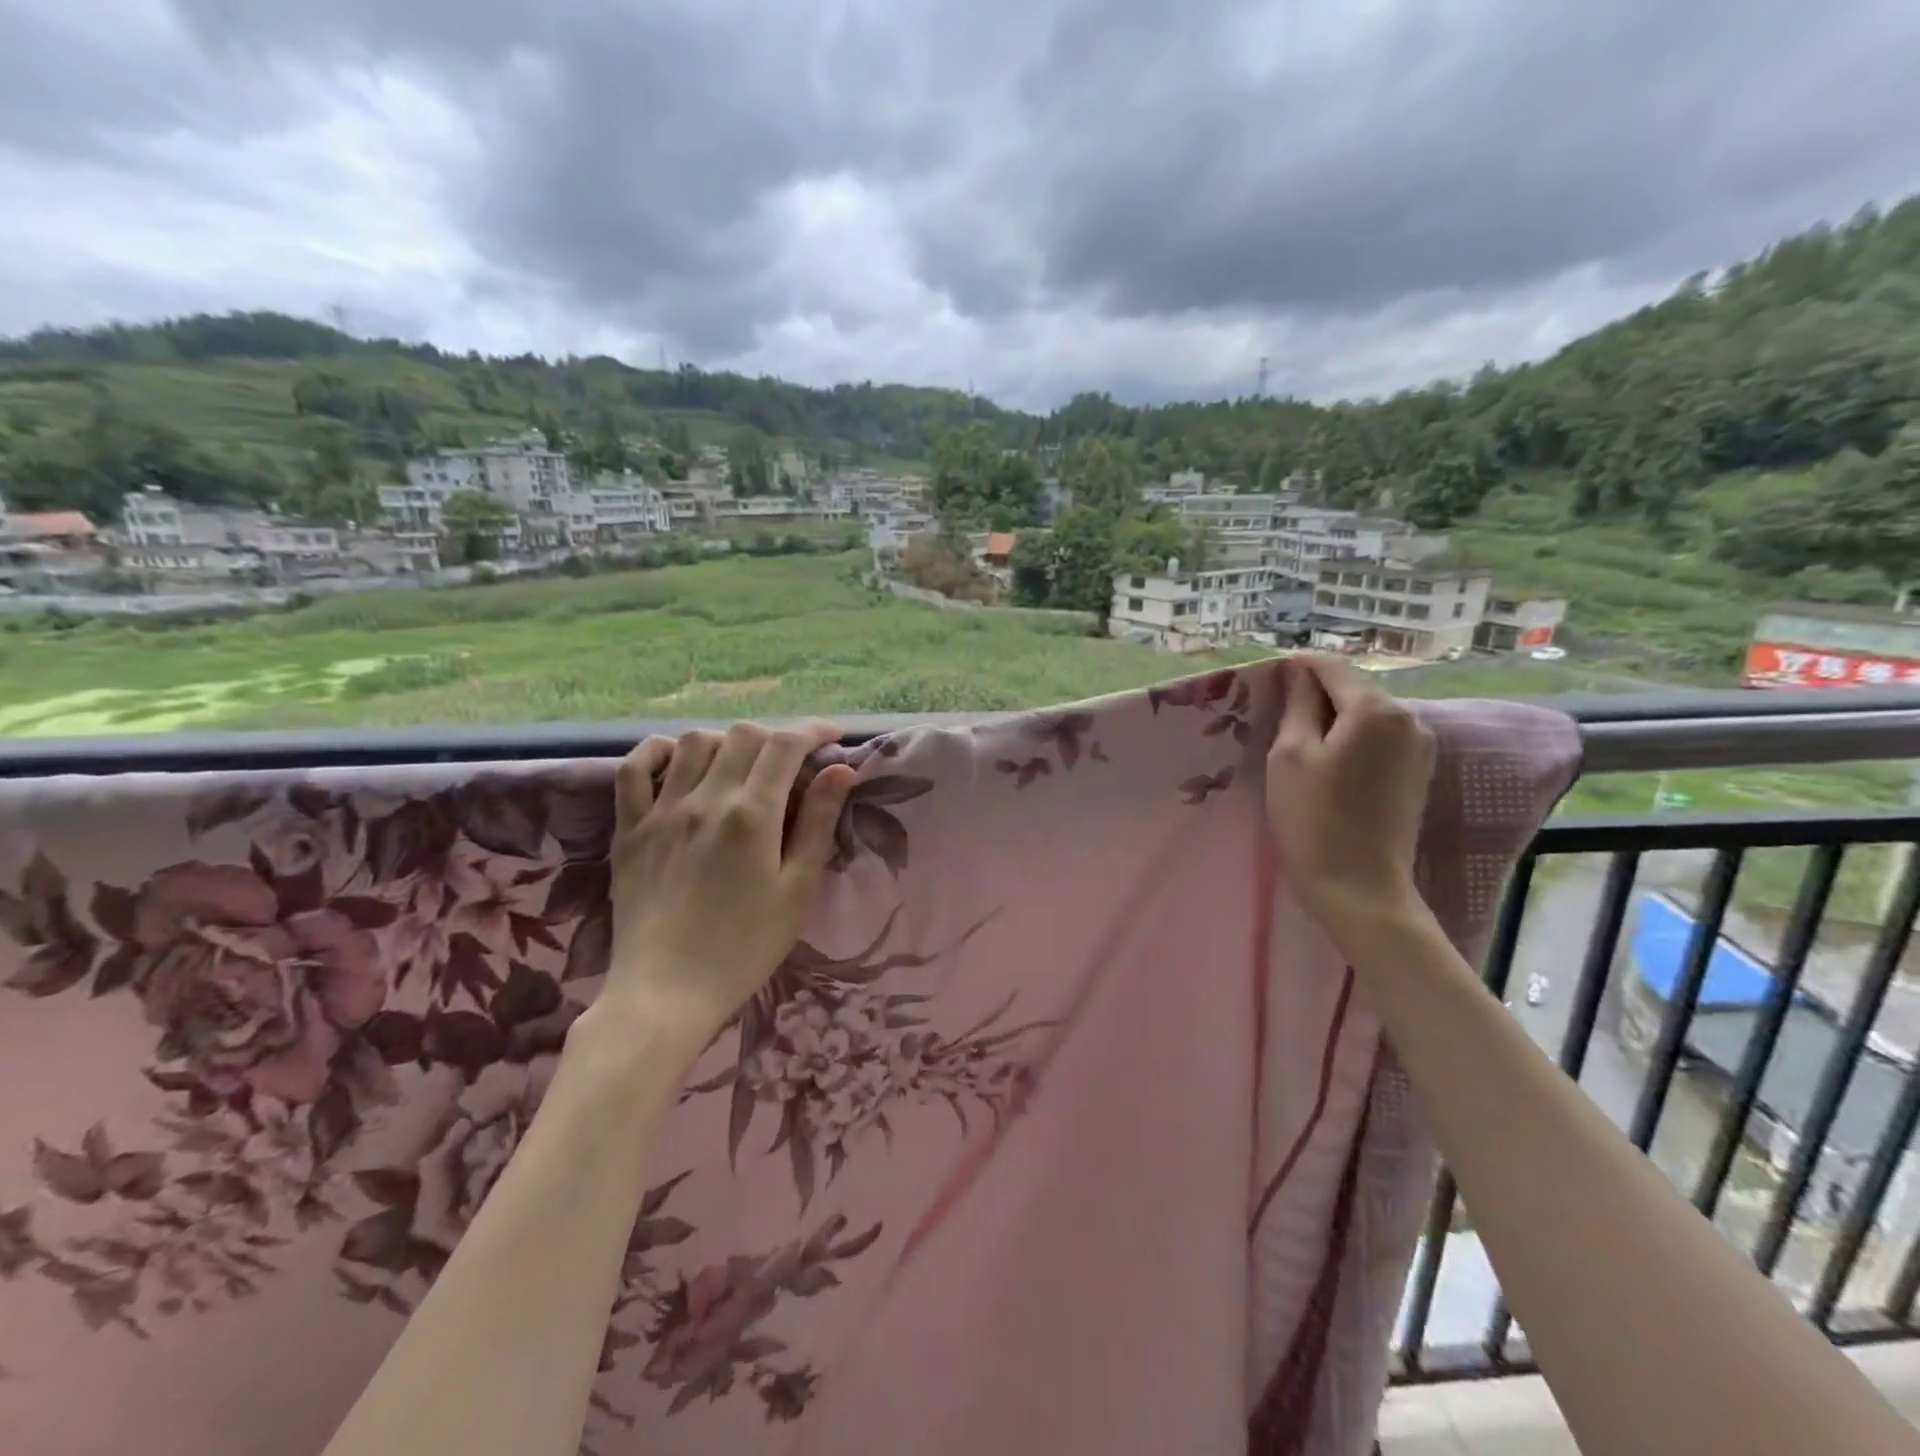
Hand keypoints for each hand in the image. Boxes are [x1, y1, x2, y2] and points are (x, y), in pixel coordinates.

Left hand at [599, 721, 857, 1054]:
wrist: (667, 992)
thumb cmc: (745, 946)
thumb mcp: (798, 889)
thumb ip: (818, 823)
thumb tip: (841, 770)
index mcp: (751, 815)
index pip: (785, 746)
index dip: (813, 730)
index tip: (833, 737)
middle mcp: (705, 799)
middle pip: (743, 736)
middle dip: (776, 737)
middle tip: (792, 762)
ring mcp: (661, 811)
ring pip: (693, 742)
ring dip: (726, 741)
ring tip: (742, 764)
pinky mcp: (628, 829)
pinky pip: (633, 770)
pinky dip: (656, 752)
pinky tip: (676, 760)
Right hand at [1266, 656, 1436, 946]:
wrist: (1359, 887)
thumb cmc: (1313, 818)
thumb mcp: (1290, 755)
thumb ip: (1297, 704)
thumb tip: (1299, 672)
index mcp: (1375, 709)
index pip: (1332, 667)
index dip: (1297, 668)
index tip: (1267, 684)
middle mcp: (1408, 719)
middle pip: (1353, 690)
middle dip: (1316, 696)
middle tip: (1277, 721)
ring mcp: (1420, 748)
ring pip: (1366, 716)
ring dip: (1333, 721)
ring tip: (1300, 748)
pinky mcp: (1418, 774)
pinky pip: (1379, 740)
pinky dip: (1352, 742)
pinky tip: (1329, 767)